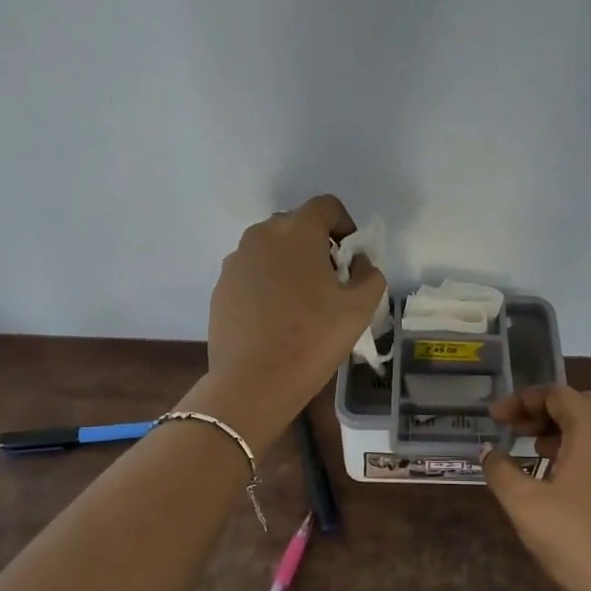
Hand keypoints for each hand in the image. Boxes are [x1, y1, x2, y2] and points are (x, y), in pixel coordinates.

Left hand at [201, 196, 386, 432]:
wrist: (253, 383)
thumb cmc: (313, 339)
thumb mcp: (360, 308)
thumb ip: (369, 274)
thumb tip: (358, 263)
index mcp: (297, 231)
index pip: (326, 206)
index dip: (345, 227)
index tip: (350, 260)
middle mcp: (261, 235)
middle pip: (296, 225)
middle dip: (316, 245)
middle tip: (329, 283)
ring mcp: (236, 261)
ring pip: (271, 249)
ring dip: (289, 263)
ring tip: (301, 303)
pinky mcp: (221, 286)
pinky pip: (251, 272)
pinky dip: (267, 283)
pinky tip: (275, 319)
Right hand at [481, 385, 590, 590]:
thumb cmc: (575, 540)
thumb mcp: (524, 505)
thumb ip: (501, 471)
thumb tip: (488, 451)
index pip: (557, 394)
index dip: (522, 400)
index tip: (496, 418)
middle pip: (581, 403)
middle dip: (545, 410)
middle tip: (518, 428)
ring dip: (565, 428)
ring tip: (536, 450)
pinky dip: (582, 448)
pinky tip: (563, 479)